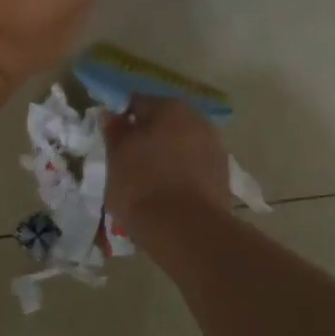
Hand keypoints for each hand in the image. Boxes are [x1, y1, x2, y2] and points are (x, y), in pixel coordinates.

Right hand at [103, 96, 232, 239]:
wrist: (186, 231)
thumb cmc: (143, 185)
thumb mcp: (117, 157)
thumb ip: (114, 131)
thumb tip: (111, 115)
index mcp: (171, 108)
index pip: (138, 104)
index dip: (122, 121)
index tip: (113, 142)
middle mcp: (198, 120)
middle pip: (164, 124)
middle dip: (148, 138)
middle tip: (128, 162)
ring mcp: (215, 148)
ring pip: (181, 147)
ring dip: (166, 157)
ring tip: (148, 183)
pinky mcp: (223, 177)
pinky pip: (193, 168)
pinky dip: (181, 175)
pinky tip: (168, 195)